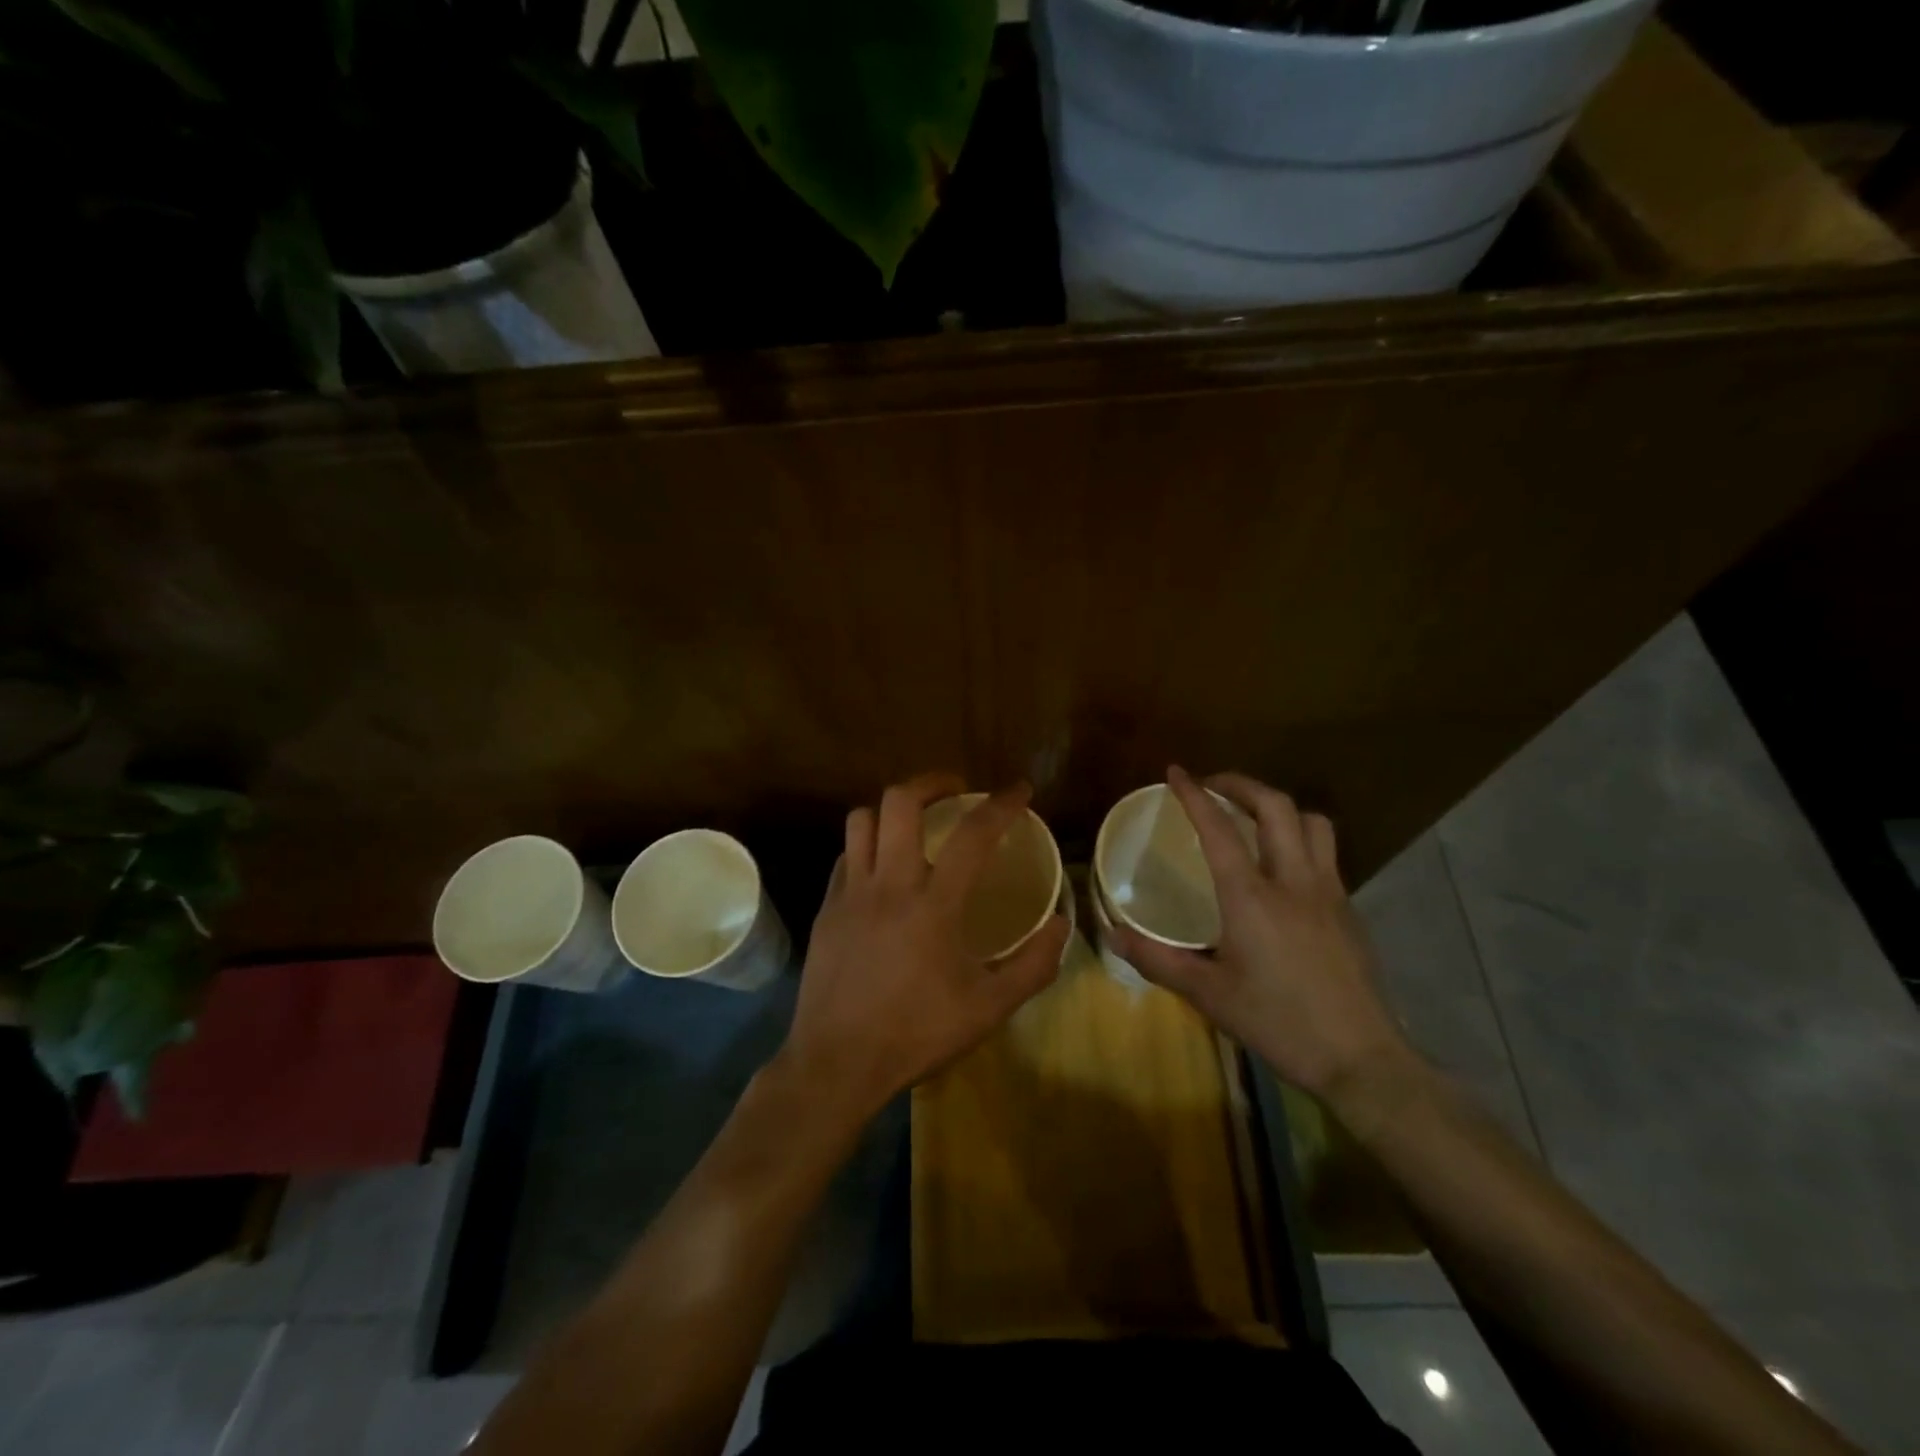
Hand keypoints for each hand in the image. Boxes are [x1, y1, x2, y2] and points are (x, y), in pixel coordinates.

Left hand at [778, 772, 1069, 1123]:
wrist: (837, 1063)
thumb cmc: (917, 1033)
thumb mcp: (989, 1008)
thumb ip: (1033, 964)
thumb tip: (1061, 923)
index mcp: (934, 904)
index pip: (973, 835)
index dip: (1001, 804)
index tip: (1020, 789)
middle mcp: (889, 884)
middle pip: (900, 801)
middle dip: (932, 782)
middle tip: (956, 792)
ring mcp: (851, 893)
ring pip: (862, 819)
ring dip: (892, 810)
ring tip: (915, 823)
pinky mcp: (826, 908)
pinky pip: (846, 856)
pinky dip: (868, 846)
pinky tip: (882, 870)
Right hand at [1111, 766, 1412, 1103]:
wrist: (1360, 1059)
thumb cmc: (1278, 1022)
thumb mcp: (1209, 995)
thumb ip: (1158, 960)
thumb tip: (1112, 934)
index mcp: (1251, 896)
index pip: (1219, 829)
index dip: (1194, 794)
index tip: (1175, 772)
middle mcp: (1294, 881)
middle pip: (1275, 807)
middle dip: (1241, 784)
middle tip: (1214, 786)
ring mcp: (1329, 892)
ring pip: (1312, 823)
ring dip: (1279, 808)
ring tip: (1253, 817)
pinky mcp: (1350, 910)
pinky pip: (1326, 854)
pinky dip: (1300, 840)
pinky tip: (1284, 870)